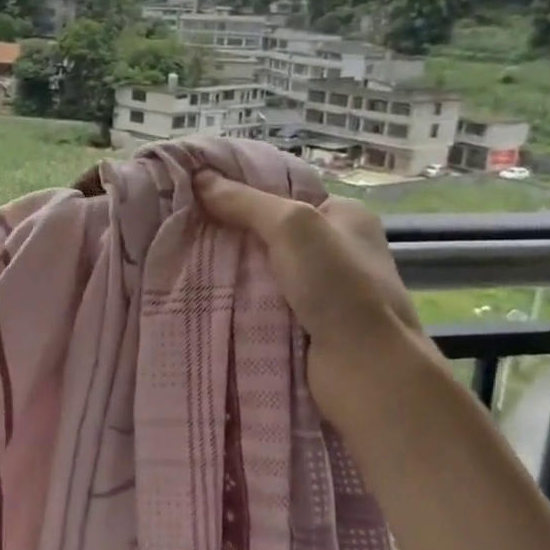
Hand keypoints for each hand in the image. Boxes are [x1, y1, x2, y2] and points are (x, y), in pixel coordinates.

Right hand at [193, 171, 429, 418]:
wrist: (367, 371)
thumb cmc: (338, 287)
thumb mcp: (292, 227)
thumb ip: (245, 202)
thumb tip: (199, 178)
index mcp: (345, 216)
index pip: (285, 193)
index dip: (243, 190)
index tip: (198, 192)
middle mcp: (337, 251)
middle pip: (270, 233)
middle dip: (231, 233)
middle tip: (184, 228)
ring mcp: (323, 292)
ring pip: (262, 271)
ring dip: (230, 271)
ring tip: (183, 259)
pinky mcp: (307, 326)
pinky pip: (263, 304)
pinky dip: (238, 302)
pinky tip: (204, 296)